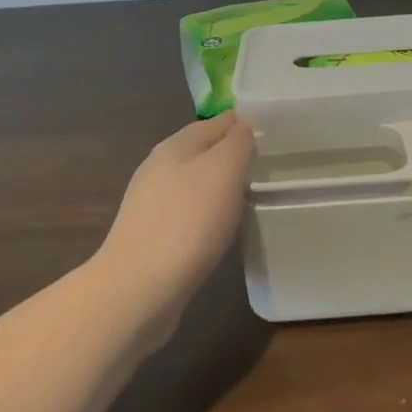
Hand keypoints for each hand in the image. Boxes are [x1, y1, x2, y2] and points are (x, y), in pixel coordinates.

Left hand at [96, 111, 254, 300]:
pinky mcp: (152, 238)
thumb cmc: (188, 221)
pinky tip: (221, 227)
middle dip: (230, 155)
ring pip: (193, 184)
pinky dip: (207, 214)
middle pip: (201, 152)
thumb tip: (242, 125)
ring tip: (249, 195)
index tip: (272, 130)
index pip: (215, 123)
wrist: (139, 288)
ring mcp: (151, 205)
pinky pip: (188, 214)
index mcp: (174, 146)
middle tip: (266, 164)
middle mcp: (158, 169)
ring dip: (218, 186)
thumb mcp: (223, 170)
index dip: (241, 123)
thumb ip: (236, 143)